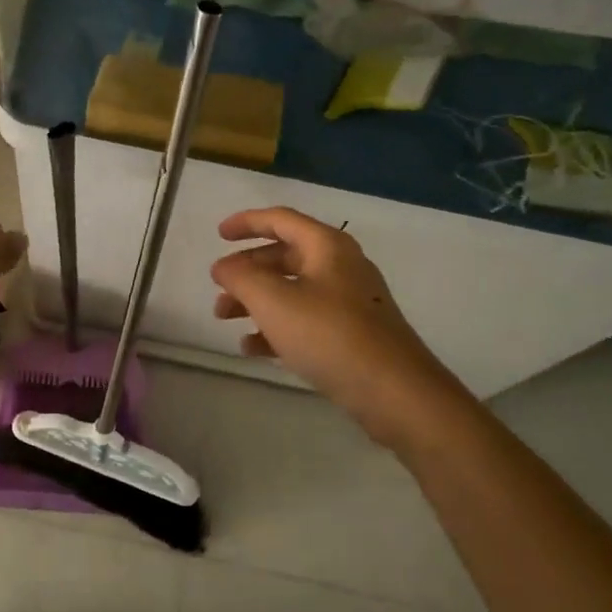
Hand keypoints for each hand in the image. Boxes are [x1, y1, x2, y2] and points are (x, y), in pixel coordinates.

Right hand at [210, 208, 456, 437]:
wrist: (394, 391)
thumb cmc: (329, 335)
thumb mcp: (273, 301)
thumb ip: (240, 277)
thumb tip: (223, 267)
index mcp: (326, 246)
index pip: (280, 220)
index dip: (246, 223)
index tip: (218, 235)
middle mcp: (340, 267)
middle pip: (284, 257)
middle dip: (246, 271)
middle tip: (217, 289)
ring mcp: (349, 302)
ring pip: (291, 290)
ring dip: (256, 300)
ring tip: (225, 319)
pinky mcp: (351, 334)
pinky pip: (305, 320)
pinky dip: (276, 327)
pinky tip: (252, 348)